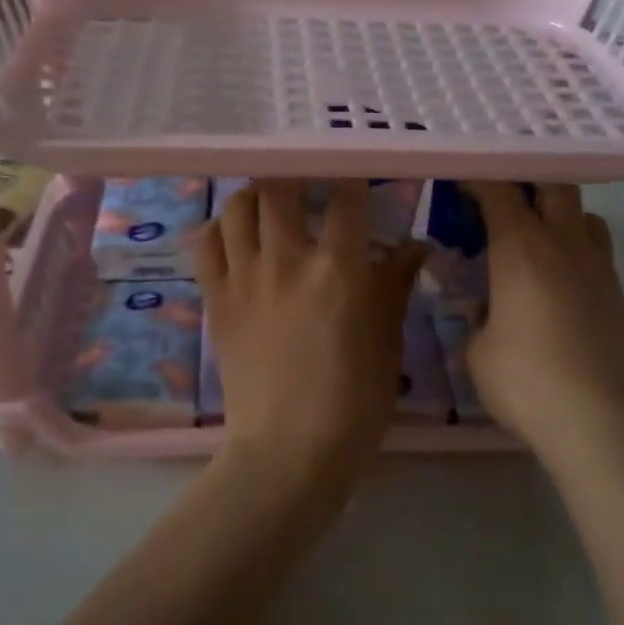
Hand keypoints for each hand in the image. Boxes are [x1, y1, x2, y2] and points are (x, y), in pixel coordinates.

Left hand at [198, 180, 425, 479]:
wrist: (288, 450)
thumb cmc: (352, 401)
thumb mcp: (387, 342)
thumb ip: (396, 285)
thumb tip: (416, 246)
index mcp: (337, 270)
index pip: (345, 200)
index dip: (353, 179)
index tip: (358, 177)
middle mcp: (286, 261)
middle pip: (281, 189)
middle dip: (297, 175)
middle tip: (309, 181)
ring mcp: (244, 279)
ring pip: (238, 208)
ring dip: (256, 194)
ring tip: (270, 199)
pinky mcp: (216, 300)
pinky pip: (207, 245)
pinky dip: (221, 228)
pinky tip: (236, 232)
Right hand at [463, 183, 623, 470]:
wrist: (602, 421)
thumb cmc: (526, 381)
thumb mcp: (477, 351)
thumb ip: (479, 319)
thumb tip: (490, 312)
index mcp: (521, 247)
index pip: (499, 191)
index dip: (478, 180)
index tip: (460, 185)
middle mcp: (564, 243)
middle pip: (553, 186)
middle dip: (525, 186)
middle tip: (499, 206)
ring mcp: (598, 267)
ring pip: (584, 215)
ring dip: (558, 215)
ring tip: (533, 240)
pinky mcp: (618, 294)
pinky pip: (597, 250)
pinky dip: (575, 249)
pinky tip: (557, 280)